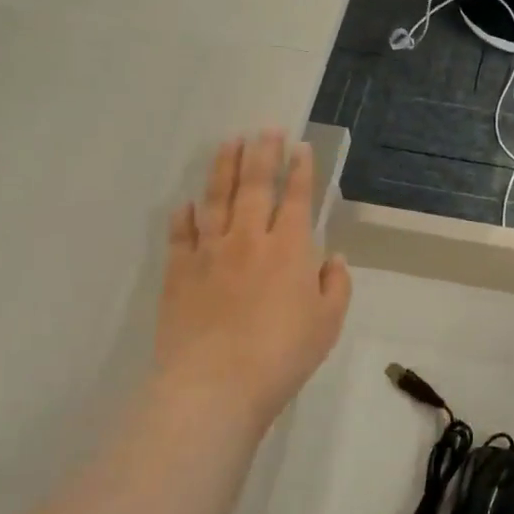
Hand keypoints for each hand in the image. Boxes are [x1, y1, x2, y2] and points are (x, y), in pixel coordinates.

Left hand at [153, 131, 351, 442]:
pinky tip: (185, 203)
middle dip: (261, 154)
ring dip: (223, 168)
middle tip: (264, 129)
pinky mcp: (178, 273)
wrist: (216, 384)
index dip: (299, 170)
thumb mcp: (328, 323)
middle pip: (254, 186)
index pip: (296, 198)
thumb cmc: (283, 355)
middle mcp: (249, 240)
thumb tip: (334, 257)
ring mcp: (209, 253)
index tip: (299, 146)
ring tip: (228, 143)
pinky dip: (183, 216)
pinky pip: (180, 235)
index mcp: (290, 249)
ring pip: (216, 200)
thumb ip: (335, 285)